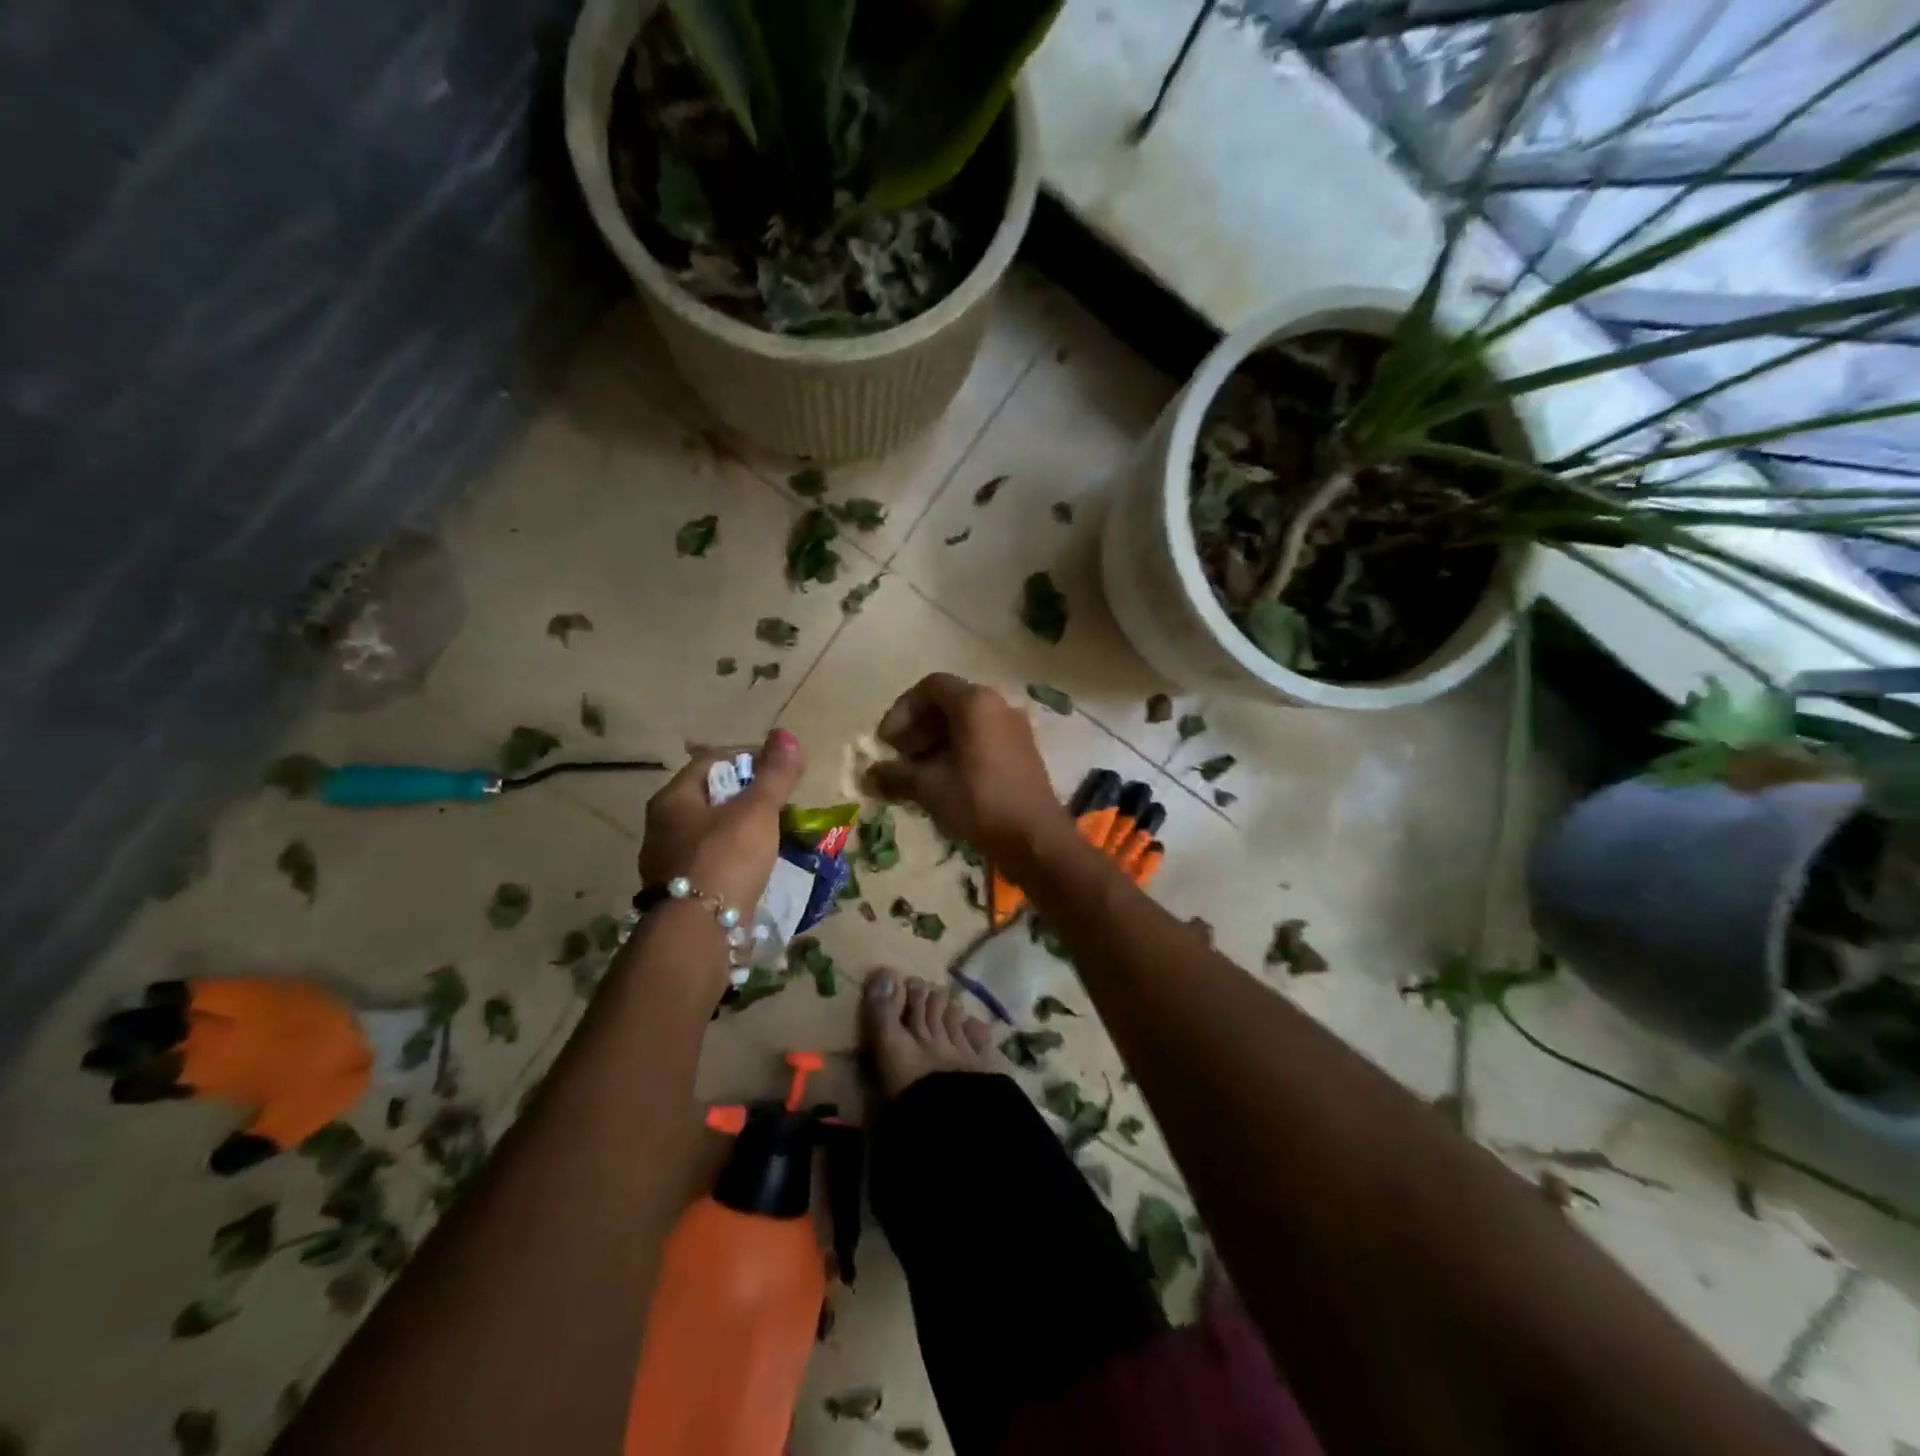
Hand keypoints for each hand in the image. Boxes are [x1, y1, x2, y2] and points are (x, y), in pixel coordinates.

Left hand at [639, 729, 805, 913]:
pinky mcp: (679, 894)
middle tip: (779, 806)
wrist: (698, 932)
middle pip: (709, 797)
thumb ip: (775, 774)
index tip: (777, 772)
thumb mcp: (757, 810)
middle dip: (745, 798)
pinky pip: (711, 864)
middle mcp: (661, 827)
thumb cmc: (725, 858)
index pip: (710, 761)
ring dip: (740, 831)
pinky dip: (734, 860)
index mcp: (673, 798)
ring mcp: (667, 863)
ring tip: (774, 838)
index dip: (746, 759)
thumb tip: (787, 734)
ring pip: (710, 833)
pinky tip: (756, 869)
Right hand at [870, 674, 1061, 869]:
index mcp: (976, 703)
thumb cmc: (980, 803)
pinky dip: (957, 753)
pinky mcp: (1022, 753)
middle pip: (947, 705)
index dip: (902, 711)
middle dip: (917, 730)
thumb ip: (895, 775)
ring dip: (935, 744)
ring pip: (965, 725)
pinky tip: (943, 784)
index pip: (930, 687)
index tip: (888, 743)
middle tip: (899, 760)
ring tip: (916, 776)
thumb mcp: (930, 788)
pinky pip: (982, 740)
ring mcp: (1014, 729)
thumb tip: (867, 776)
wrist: (1036, 839)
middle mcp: (998, 706)